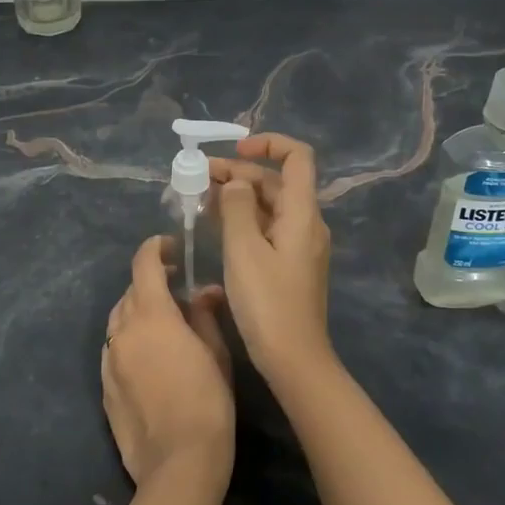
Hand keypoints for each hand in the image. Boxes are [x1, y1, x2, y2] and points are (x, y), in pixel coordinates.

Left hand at [102, 236, 233, 493]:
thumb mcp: (216, 353)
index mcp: (152, 314)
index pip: (143, 264)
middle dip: (151, 283)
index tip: (172, 248)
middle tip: (177, 292)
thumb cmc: (207, 402)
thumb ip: (205, 315)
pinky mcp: (104, 388)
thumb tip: (203, 292)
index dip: (155, 248)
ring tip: (162, 324)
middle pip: (131, 291)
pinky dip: (129, 341)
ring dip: (137, 311)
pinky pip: (113, 349)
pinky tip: (149, 358)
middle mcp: (122, 330)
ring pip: (118, 320)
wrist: (178, 464)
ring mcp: (108, 360)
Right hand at [209, 133, 333, 387]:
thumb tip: (236, 183)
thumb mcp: (244, 250)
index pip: (297, 157)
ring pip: (269, 205)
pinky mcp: (289, 264)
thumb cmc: (268, 303)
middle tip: (198, 177)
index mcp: (302, 213)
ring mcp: (299, 244)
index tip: (234, 150)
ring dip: (238, 195)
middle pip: (276, 181)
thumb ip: (237, 208)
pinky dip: (243, 218)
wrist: (294, 360)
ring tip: (199, 197)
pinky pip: (267, 227)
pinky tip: (216, 225)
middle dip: (239, 172)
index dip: (268, 143)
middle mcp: (306, 222)